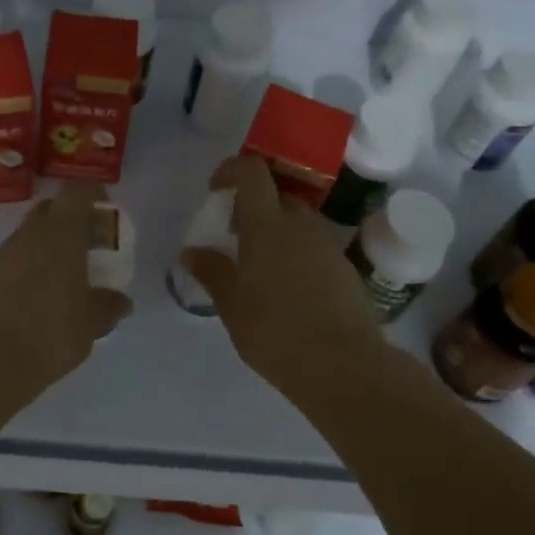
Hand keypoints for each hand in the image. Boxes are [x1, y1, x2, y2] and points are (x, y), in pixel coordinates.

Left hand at [0, 183, 133, 400]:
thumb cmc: (49, 333)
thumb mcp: (91, 323)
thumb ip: (108, 306)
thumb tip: (120, 301)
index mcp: (61, 232)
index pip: (78, 192)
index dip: (95, 196)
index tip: (108, 214)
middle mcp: (31, 234)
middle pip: (54, 209)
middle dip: (75, 220)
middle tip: (93, 247)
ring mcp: (4, 254)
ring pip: (33, 234)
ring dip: (53, 245)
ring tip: (71, 278)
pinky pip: (18, 259)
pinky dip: (34, 266)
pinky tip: (45, 298)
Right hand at [180, 156, 385, 393]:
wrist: (344, 365)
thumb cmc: (276, 332)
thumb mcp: (232, 305)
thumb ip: (212, 272)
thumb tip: (190, 252)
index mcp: (267, 225)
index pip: (252, 171)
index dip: (232, 170)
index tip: (216, 191)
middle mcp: (300, 224)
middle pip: (276, 194)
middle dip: (253, 205)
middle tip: (234, 235)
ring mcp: (327, 244)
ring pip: (297, 220)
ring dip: (276, 229)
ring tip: (259, 266)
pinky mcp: (344, 267)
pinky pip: (314, 244)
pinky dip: (296, 251)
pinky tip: (288, 288)